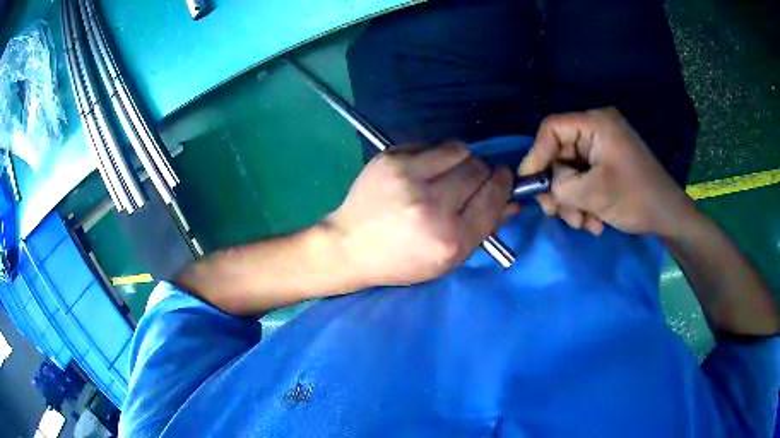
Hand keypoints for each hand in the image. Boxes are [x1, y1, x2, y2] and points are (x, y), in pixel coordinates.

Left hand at [326, 143, 515, 286]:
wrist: (350, 246)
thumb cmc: (402, 260)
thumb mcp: (448, 260)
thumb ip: (485, 229)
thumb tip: (514, 202)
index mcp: (450, 238)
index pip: (493, 197)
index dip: (503, 184)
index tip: (503, 178)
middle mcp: (431, 206)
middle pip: (478, 169)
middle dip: (482, 172)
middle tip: (471, 179)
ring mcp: (409, 178)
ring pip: (459, 150)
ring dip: (462, 159)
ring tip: (449, 172)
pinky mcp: (391, 159)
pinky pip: (431, 145)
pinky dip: (435, 155)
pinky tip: (423, 170)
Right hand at [519, 108, 695, 236]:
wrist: (668, 216)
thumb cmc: (636, 198)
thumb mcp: (594, 193)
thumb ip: (560, 186)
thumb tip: (540, 185)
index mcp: (596, 124)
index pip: (552, 129)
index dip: (537, 155)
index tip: (530, 184)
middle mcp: (597, 130)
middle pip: (560, 154)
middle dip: (560, 188)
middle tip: (555, 214)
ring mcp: (603, 148)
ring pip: (571, 172)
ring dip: (572, 202)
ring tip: (585, 224)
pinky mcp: (607, 165)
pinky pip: (584, 180)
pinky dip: (584, 202)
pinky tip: (595, 222)